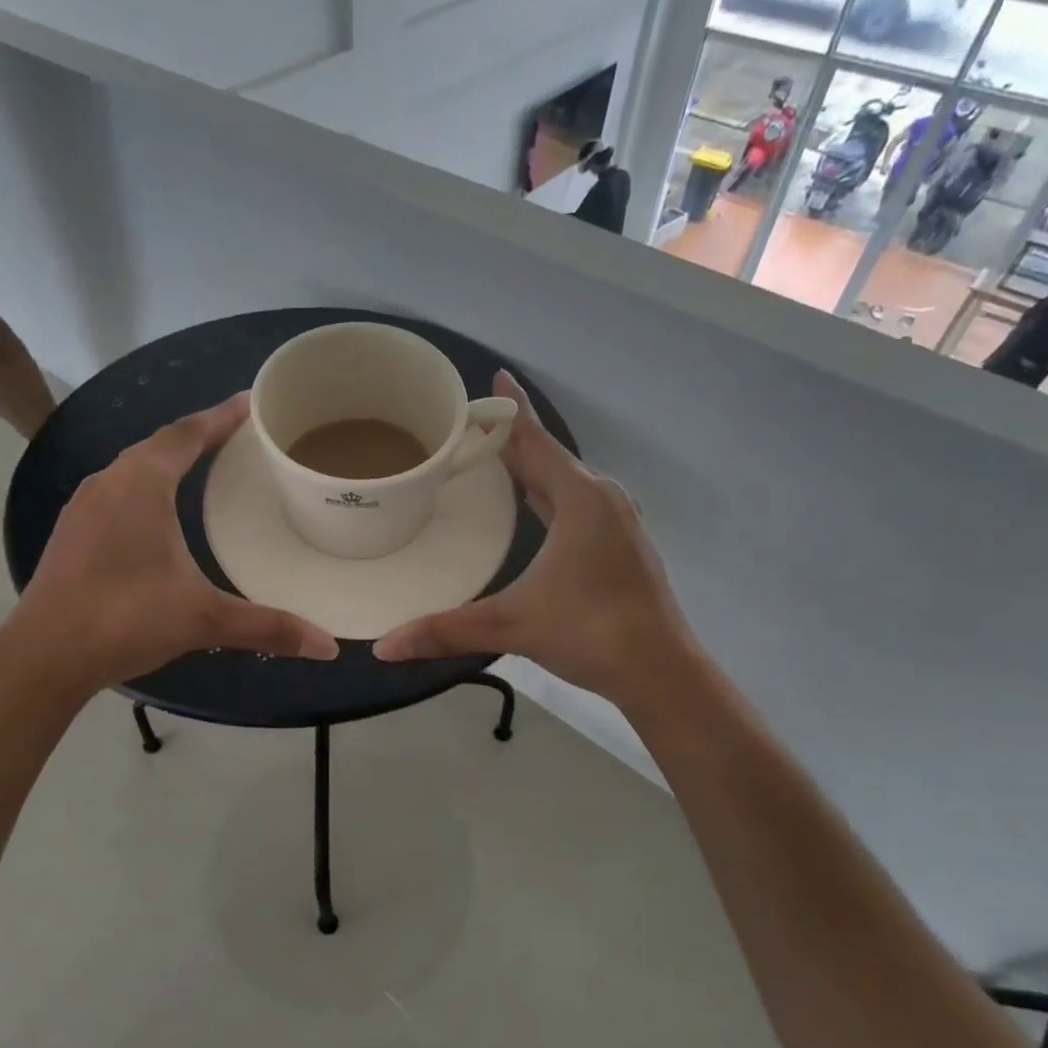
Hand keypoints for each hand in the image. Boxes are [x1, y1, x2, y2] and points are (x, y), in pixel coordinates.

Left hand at [10, 394, 337, 690]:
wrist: (43, 656)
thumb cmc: (126, 619)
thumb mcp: (204, 619)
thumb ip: (267, 627)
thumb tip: (327, 646)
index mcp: (142, 485)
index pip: (187, 434)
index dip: (221, 416)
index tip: (251, 404)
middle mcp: (109, 483)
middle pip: (159, 444)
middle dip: (198, 435)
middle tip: (237, 437)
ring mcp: (83, 507)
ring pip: (132, 467)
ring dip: (167, 460)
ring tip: (203, 468)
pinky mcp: (71, 533)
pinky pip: (116, 491)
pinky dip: (144, 487)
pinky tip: (156, 514)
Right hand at [374, 372, 697, 707]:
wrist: (662, 672)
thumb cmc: (591, 633)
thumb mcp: (513, 625)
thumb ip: (447, 630)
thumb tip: (384, 646)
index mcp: (580, 500)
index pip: (536, 442)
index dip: (511, 409)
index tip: (496, 375)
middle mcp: (602, 501)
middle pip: (551, 458)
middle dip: (515, 438)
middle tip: (474, 425)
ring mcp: (618, 524)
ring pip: (567, 483)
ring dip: (535, 467)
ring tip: (498, 458)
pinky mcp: (622, 547)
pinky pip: (579, 504)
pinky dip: (552, 495)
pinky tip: (536, 506)